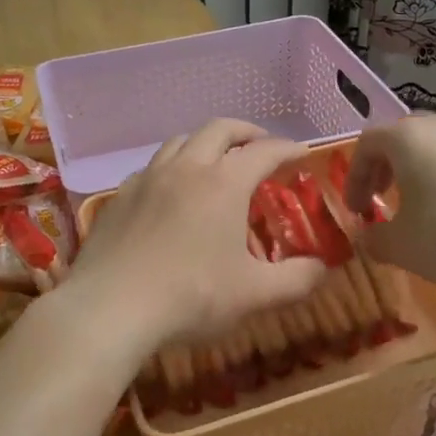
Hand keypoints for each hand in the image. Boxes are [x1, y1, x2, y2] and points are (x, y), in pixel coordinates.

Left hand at [62, 119, 327, 349]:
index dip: (287, 149)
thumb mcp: (254, 295)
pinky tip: (172, 190)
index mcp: (223, 183)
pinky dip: (173, 166)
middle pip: (219, 129)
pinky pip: (153, 166)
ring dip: (206, 142)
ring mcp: (148, 177)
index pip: (264, 151)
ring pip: (181, 140)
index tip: (302, 154)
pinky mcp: (121, 194)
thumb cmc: (190, 297)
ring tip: (216, 161)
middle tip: (261, 146)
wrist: (110, 307)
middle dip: (246, 132)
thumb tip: (324, 268)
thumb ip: (297, 279)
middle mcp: (186, 168)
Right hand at [345, 115, 435, 291]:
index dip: (353, 176)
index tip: (357, 210)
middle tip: (380, 198)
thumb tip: (367, 236)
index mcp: (406, 139)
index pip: (366, 144)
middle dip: (383, 167)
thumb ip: (373, 238)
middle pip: (399, 137)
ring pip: (432, 147)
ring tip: (416, 207)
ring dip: (415, 172)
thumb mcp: (400, 246)